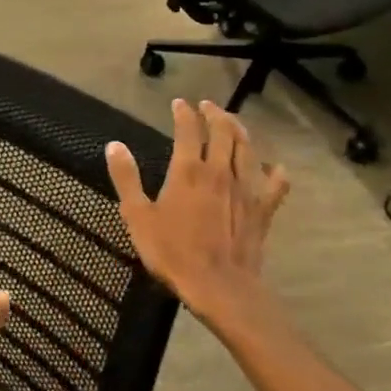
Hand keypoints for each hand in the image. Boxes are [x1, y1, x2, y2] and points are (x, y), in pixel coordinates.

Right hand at [105, 99, 290, 338]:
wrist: (219, 286)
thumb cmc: (172, 251)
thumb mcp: (137, 216)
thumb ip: (127, 178)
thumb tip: (114, 145)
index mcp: (188, 170)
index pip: (188, 129)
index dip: (183, 113)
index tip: (179, 103)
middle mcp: (220, 171)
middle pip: (223, 132)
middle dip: (215, 114)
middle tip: (207, 106)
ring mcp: (246, 189)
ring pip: (248, 149)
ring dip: (240, 131)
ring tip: (233, 122)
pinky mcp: (263, 209)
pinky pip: (275, 184)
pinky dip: (276, 172)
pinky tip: (276, 167)